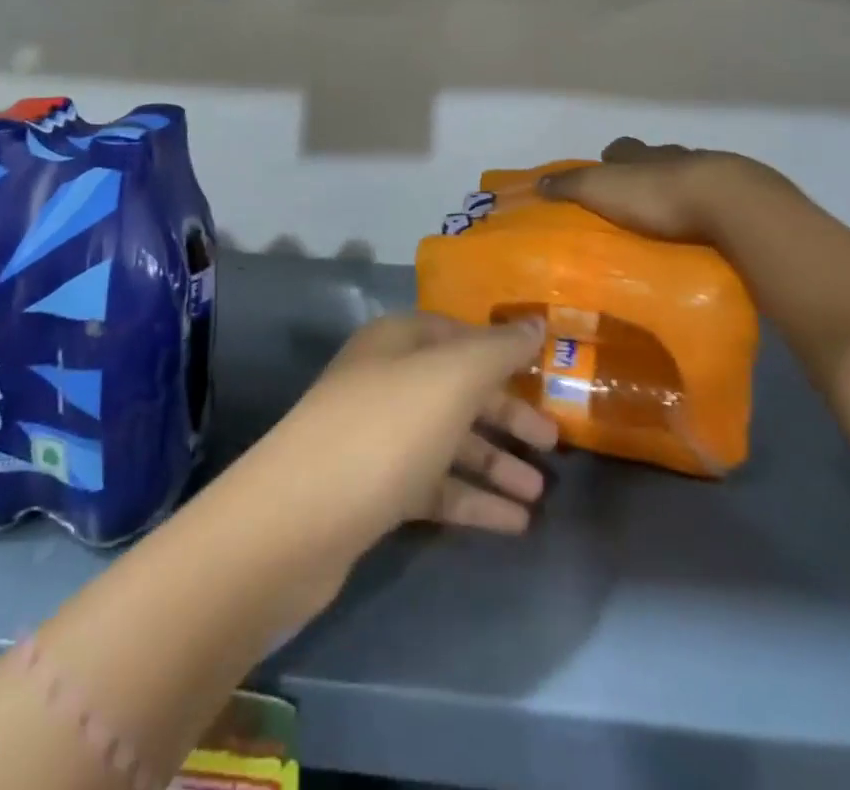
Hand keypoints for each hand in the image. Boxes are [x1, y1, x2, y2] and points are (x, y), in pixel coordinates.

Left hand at [240, 312, 556, 564]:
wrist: (295, 521)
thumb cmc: (384, 430)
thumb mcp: (451, 379)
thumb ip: (498, 349)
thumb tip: (535, 323)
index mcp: (397, 341)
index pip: (458, 333)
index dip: (501, 351)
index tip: (545, 373)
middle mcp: (385, 380)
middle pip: (456, 389)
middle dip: (506, 413)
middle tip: (554, 441)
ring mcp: (375, 437)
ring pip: (447, 440)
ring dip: (494, 462)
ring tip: (541, 492)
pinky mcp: (371, 491)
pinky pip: (433, 487)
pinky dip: (472, 499)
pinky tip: (514, 525)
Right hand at [540, 137, 783, 244]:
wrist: (727, 203)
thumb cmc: (655, 195)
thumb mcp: (600, 188)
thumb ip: (570, 185)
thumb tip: (538, 182)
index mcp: (641, 154)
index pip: (621, 147)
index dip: (612, 158)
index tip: (605, 171)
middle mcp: (674, 156)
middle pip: (657, 158)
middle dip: (647, 172)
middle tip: (637, 199)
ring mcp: (711, 172)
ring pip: (690, 174)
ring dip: (681, 189)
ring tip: (672, 217)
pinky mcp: (740, 196)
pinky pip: (719, 198)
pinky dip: (709, 207)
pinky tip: (705, 226)